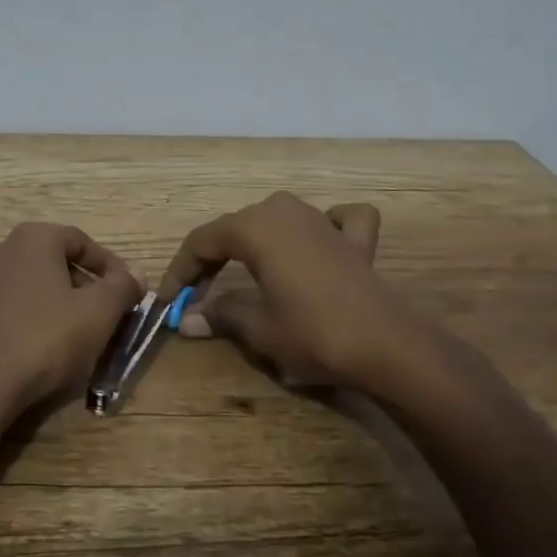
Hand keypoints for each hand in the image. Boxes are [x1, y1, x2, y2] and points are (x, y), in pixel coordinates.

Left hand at [0, 222, 142, 418]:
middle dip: (77, 286)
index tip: (125, 291)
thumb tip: (136, 274)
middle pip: (48, 263)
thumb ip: (122, 287)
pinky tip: (26, 352)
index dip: (108, 265)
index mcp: (32, 239)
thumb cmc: (45, 339)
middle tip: (98, 317)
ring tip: (64, 338)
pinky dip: (15, 324)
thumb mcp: (98, 313)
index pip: (80, 240)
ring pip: (20, 288)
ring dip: (44, 305)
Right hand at [161, 193, 416, 389]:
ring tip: (245, 270)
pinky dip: (327, 224)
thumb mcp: (258, 327)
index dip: (181, 270)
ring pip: (277, 218)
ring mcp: (323, 219)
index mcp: (254, 227)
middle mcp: (284, 211)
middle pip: (236, 227)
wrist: (386, 344)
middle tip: (200, 294)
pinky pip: (337, 219)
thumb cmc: (312, 332)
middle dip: (213, 258)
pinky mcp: (355, 238)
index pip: (202, 241)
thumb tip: (187, 319)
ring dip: (257, 240)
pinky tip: (324, 237)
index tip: (169, 300)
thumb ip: (220, 315)